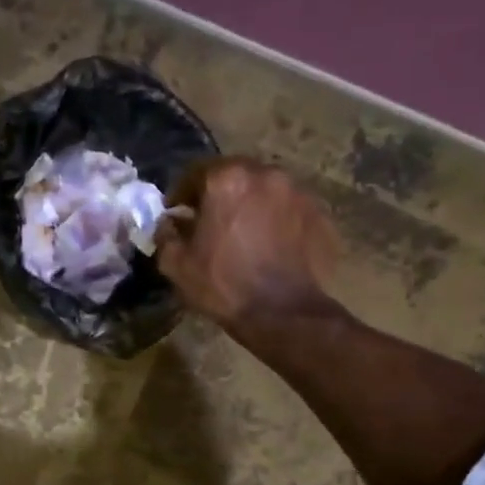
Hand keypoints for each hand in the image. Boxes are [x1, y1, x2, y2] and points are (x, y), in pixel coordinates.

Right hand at [155, 158, 337, 329]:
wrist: (282, 312)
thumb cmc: (222, 284)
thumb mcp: (175, 263)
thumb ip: (165, 234)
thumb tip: (168, 223)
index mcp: (226, 180)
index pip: (195, 172)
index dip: (181, 193)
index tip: (176, 212)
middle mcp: (265, 175)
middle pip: (234, 175)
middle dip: (218, 194)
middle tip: (209, 219)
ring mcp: (297, 193)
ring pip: (263, 189)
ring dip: (248, 203)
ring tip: (241, 232)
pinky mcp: (318, 214)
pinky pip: (287, 209)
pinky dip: (274, 219)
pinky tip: (268, 244)